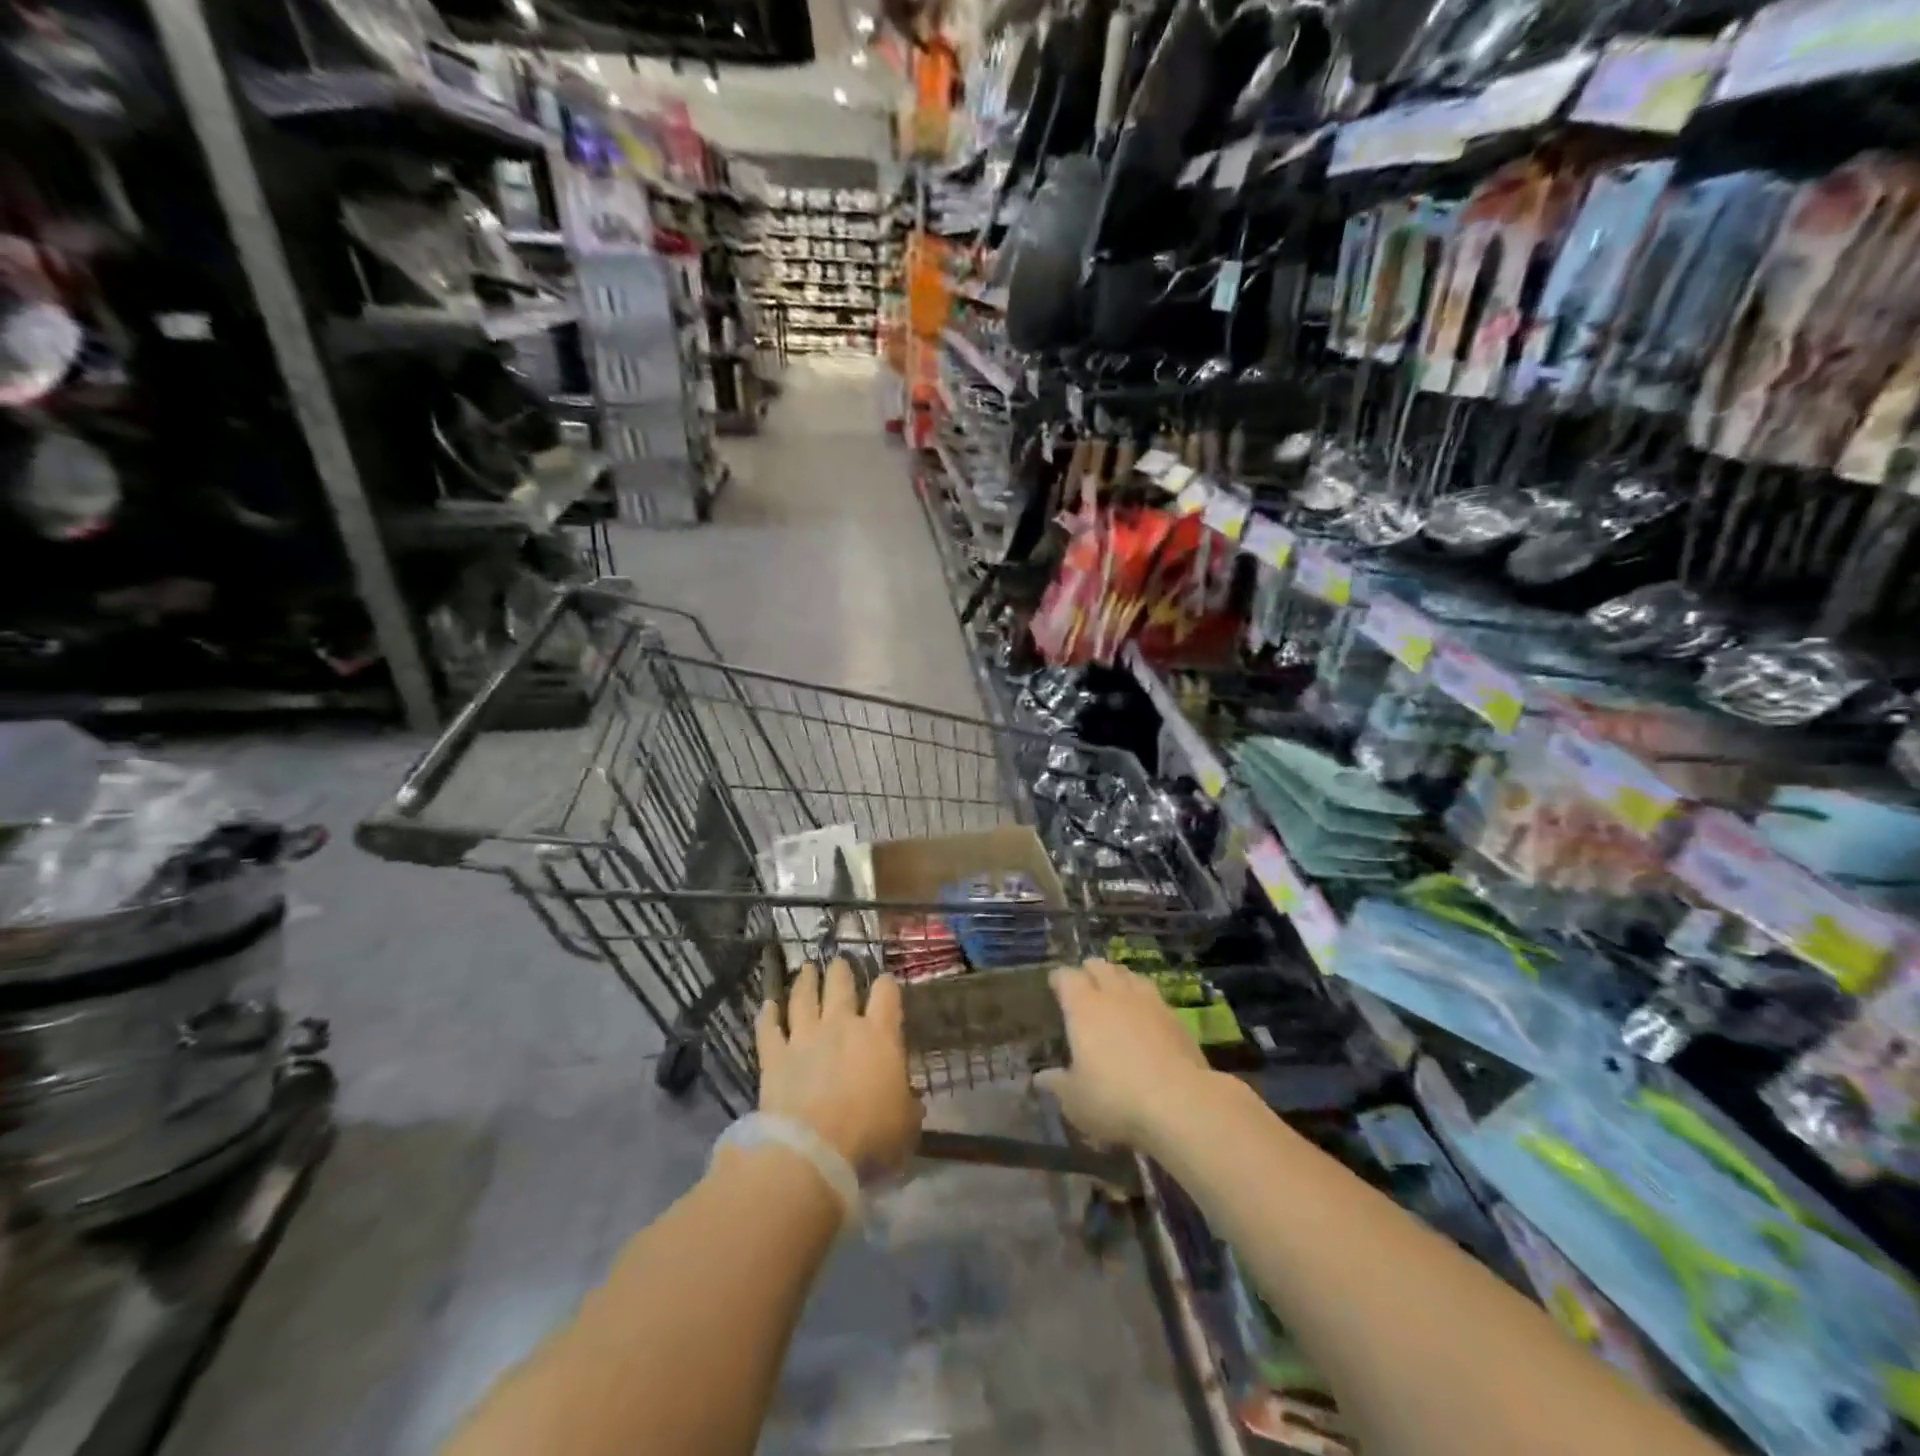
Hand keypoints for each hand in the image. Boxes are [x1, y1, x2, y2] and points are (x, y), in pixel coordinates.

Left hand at [757, 959, 921, 1176]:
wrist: (813, 1150)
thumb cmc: (870, 1136)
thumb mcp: (906, 1124)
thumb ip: (907, 1104)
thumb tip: (910, 1099)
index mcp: (879, 1036)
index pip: (886, 995)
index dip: (886, 985)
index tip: (885, 981)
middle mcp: (841, 1025)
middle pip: (840, 986)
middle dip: (840, 971)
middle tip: (838, 962)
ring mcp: (804, 1037)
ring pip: (803, 998)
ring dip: (805, 981)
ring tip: (806, 968)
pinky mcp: (775, 1056)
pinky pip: (769, 1029)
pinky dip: (767, 1015)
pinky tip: (767, 1005)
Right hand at [1035, 959, 1214, 1150]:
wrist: (1181, 1102)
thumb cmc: (1115, 1098)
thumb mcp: (1076, 1101)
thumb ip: (1058, 1085)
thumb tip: (1041, 1078)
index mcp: (1083, 1007)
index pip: (1066, 977)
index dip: (1059, 979)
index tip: (1055, 986)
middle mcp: (1114, 994)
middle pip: (1099, 966)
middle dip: (1089, 971)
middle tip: (1085, 984)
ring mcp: (1148, 1001)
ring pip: (1129, 975)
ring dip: (1118, 978)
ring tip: (1115, 990)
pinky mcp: (1175, 1016)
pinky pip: (1153, 994)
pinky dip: (1144, 998)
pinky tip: (1145, 1013)